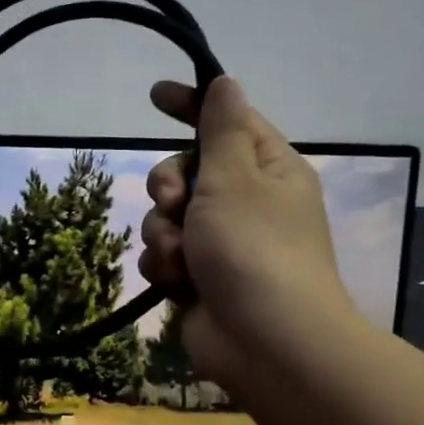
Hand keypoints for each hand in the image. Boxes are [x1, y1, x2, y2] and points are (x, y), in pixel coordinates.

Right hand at [139, 77, 358, 383]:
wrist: (265, 341)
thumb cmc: (253, 249)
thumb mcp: (234, 178)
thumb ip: (221, 129)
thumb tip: (227, 83)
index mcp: (268, 170)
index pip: (226, 122)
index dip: (191, 105)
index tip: (155, 95)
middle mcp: (247, 202)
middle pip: (186, 171)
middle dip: (168, 186)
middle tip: (174, 202)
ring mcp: (222, 243)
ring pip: (168, 216)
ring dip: (163, 232)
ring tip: (179, 256)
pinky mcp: (201, 277)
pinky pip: (166, 254)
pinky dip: (165, 264)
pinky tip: (176, 280)